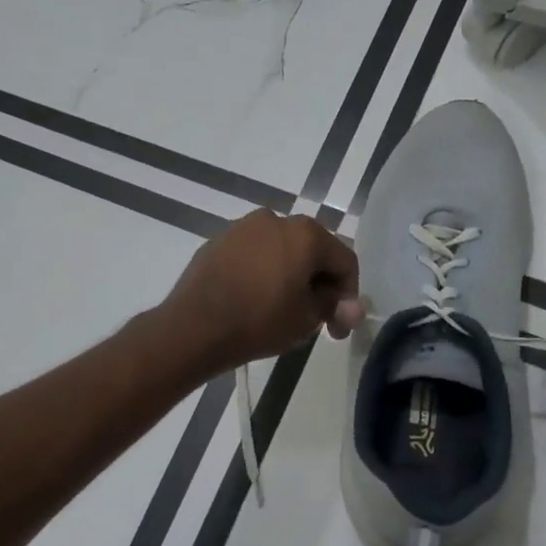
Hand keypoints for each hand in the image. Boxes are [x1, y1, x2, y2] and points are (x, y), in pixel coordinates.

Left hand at [159, 210, 364, 374]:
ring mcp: (243, 227)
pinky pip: (253, 254)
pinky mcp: (218, 241)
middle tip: (315, 318)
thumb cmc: (260, 321)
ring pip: (281, 250)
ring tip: (283, 308)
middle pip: (312, 250)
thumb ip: (333, 306)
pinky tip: (254, 298)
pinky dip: (262, 272)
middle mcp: (276, 219)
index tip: (338, 327)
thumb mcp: (306, 319)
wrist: (194, 327)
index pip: (344, 261)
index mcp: (306, 233)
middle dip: (319, 283)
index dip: (348, 295)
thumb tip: (351, 307)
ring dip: (290, 274)